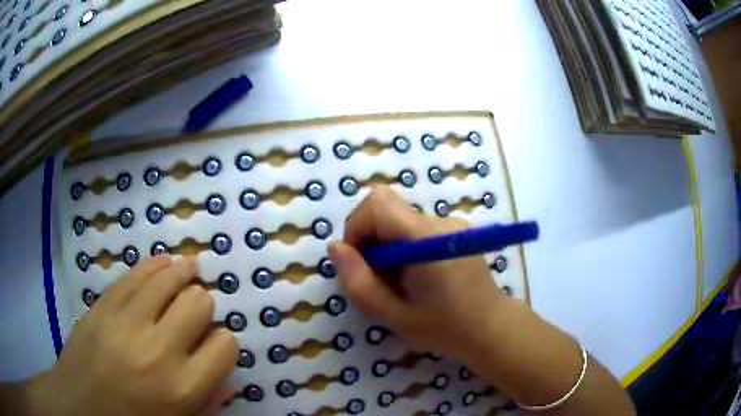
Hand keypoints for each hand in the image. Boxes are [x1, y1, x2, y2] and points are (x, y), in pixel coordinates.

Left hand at [29, 257, 237, 415]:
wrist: (81, 404)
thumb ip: (207, 402)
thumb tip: (228, 379)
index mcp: (182, 387)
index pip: (225, 346)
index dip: (223, 342)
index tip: (213, 343)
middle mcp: (159, 350)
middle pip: (199, 304)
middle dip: (203, 305)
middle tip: (195, 312)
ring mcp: (127, 321)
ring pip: (169, 278)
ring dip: (185, 273)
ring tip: (190, 269)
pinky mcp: (105, 303)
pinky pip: (137, 273)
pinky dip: (156, 265)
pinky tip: (165, 263)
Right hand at [330, 187, 636, 415]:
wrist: (504, 337)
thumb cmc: (453, 334)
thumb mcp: (397, 317)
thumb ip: (363, 282)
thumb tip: (338, 250)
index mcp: (429, 240)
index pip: (379, 201)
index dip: (359, 225)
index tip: (357, 258)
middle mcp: (443, 223)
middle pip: (391, 205)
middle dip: (371, 236)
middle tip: (377, 276)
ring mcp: (453, 228)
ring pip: (405, 218)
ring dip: (390, 246)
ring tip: (399, 286)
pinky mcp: (459, 236)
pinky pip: (419, 230)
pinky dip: (405, 250)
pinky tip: (416, 281)